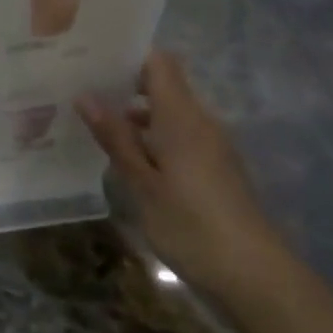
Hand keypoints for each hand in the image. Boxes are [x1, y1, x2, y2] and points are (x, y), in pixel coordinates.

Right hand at [77, 51, 285, 302]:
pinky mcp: (214, 169)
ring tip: (92, 124)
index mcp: (182, 117)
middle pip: (163, 86)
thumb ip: (116, 138)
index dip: (129, 56)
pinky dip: (151, 139)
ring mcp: (211, 146)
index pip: (159, 63)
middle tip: (79, 91)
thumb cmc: (191, 225)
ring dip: (135, 117)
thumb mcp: (142, 183)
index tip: (92, 59)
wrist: (254, 275)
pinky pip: (178, 137)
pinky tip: (124, 159)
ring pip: (169, 115)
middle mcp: (200, 122)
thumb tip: (86, 96)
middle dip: (123, 86)